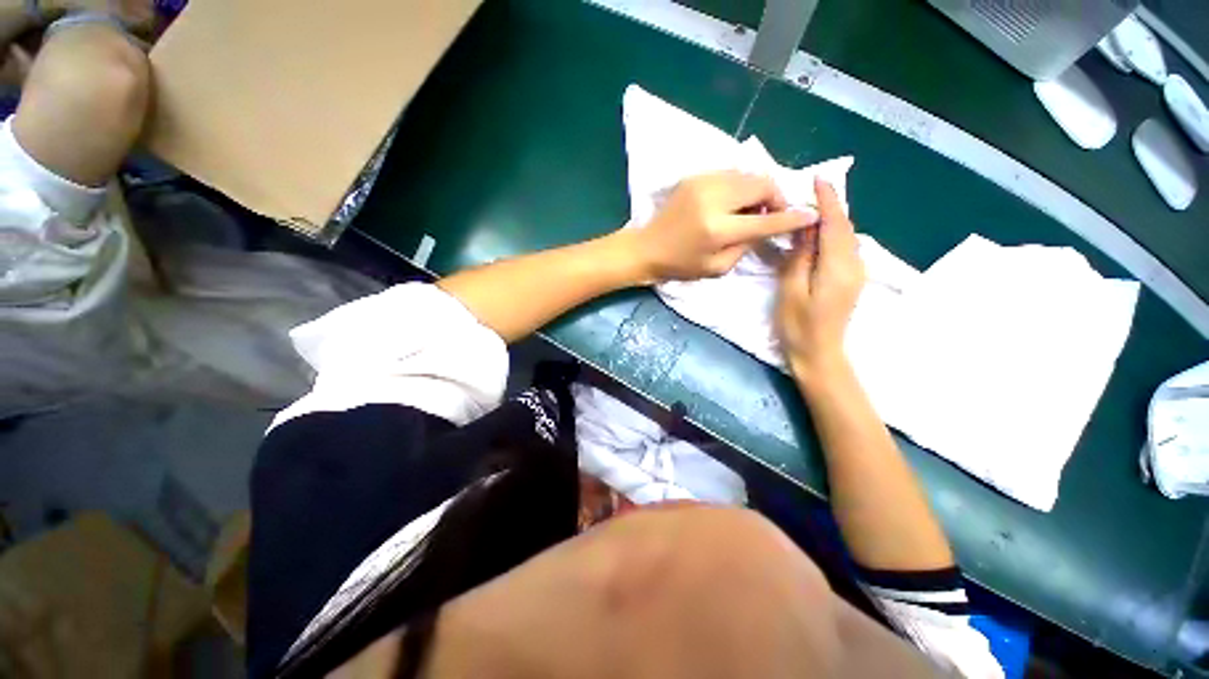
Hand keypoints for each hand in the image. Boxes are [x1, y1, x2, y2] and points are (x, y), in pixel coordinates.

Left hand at [636, 171, 813, 281]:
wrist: (648, 247)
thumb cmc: (681, 265)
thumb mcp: (717, 267)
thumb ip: (746, 245)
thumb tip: (767, 225)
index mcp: (717, 229)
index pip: (766, 220)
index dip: (792, 218)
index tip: (810, 215)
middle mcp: (713, 199)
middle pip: (762, 184)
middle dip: (776, 197)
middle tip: (771, 213)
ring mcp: (702, 182)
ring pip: (748, 174)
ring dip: (758, 189)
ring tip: (750, 209)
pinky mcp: (695, 176)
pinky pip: (731, 173)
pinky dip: (740, 185)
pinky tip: (733, 201)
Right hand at [775, 178, 864, 376]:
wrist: (819, 354)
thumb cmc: (798, 326)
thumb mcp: (791, 291)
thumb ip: (800, 258)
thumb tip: (805, 229)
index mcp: (838, 267)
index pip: (835, 225)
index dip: (828, 201)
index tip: (818, 179)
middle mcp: (854, 265)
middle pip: (845, 227)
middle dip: (831, 206)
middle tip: (810, 191)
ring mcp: (856, 273)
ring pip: (847, 237)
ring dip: (833, 219)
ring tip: (813, 208)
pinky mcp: (851, 280)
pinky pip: (845, 248)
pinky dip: (834, 234)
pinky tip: (820, 234)